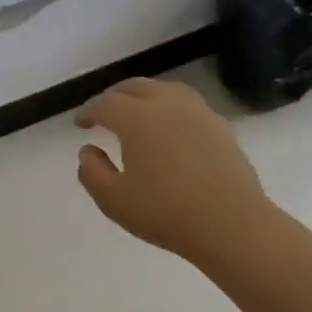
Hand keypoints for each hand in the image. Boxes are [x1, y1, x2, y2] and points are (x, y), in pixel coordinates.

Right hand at [76, 78, 272, 265]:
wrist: (231, 224)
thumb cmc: (166, 213)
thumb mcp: (114, 200)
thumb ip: (92, 172)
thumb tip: (88, 151)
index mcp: (138, 119)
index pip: (106, 104)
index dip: (89, 110)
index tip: (80, 123)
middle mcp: (168, 105)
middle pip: (136, 87)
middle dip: (115, 96)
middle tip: (103, 112)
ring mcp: (199, 113)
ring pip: (166, 90)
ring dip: (145, 97)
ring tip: (137, 115)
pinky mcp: (221, 127)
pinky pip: (188, 107)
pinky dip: (171, 110)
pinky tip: (171, 131)